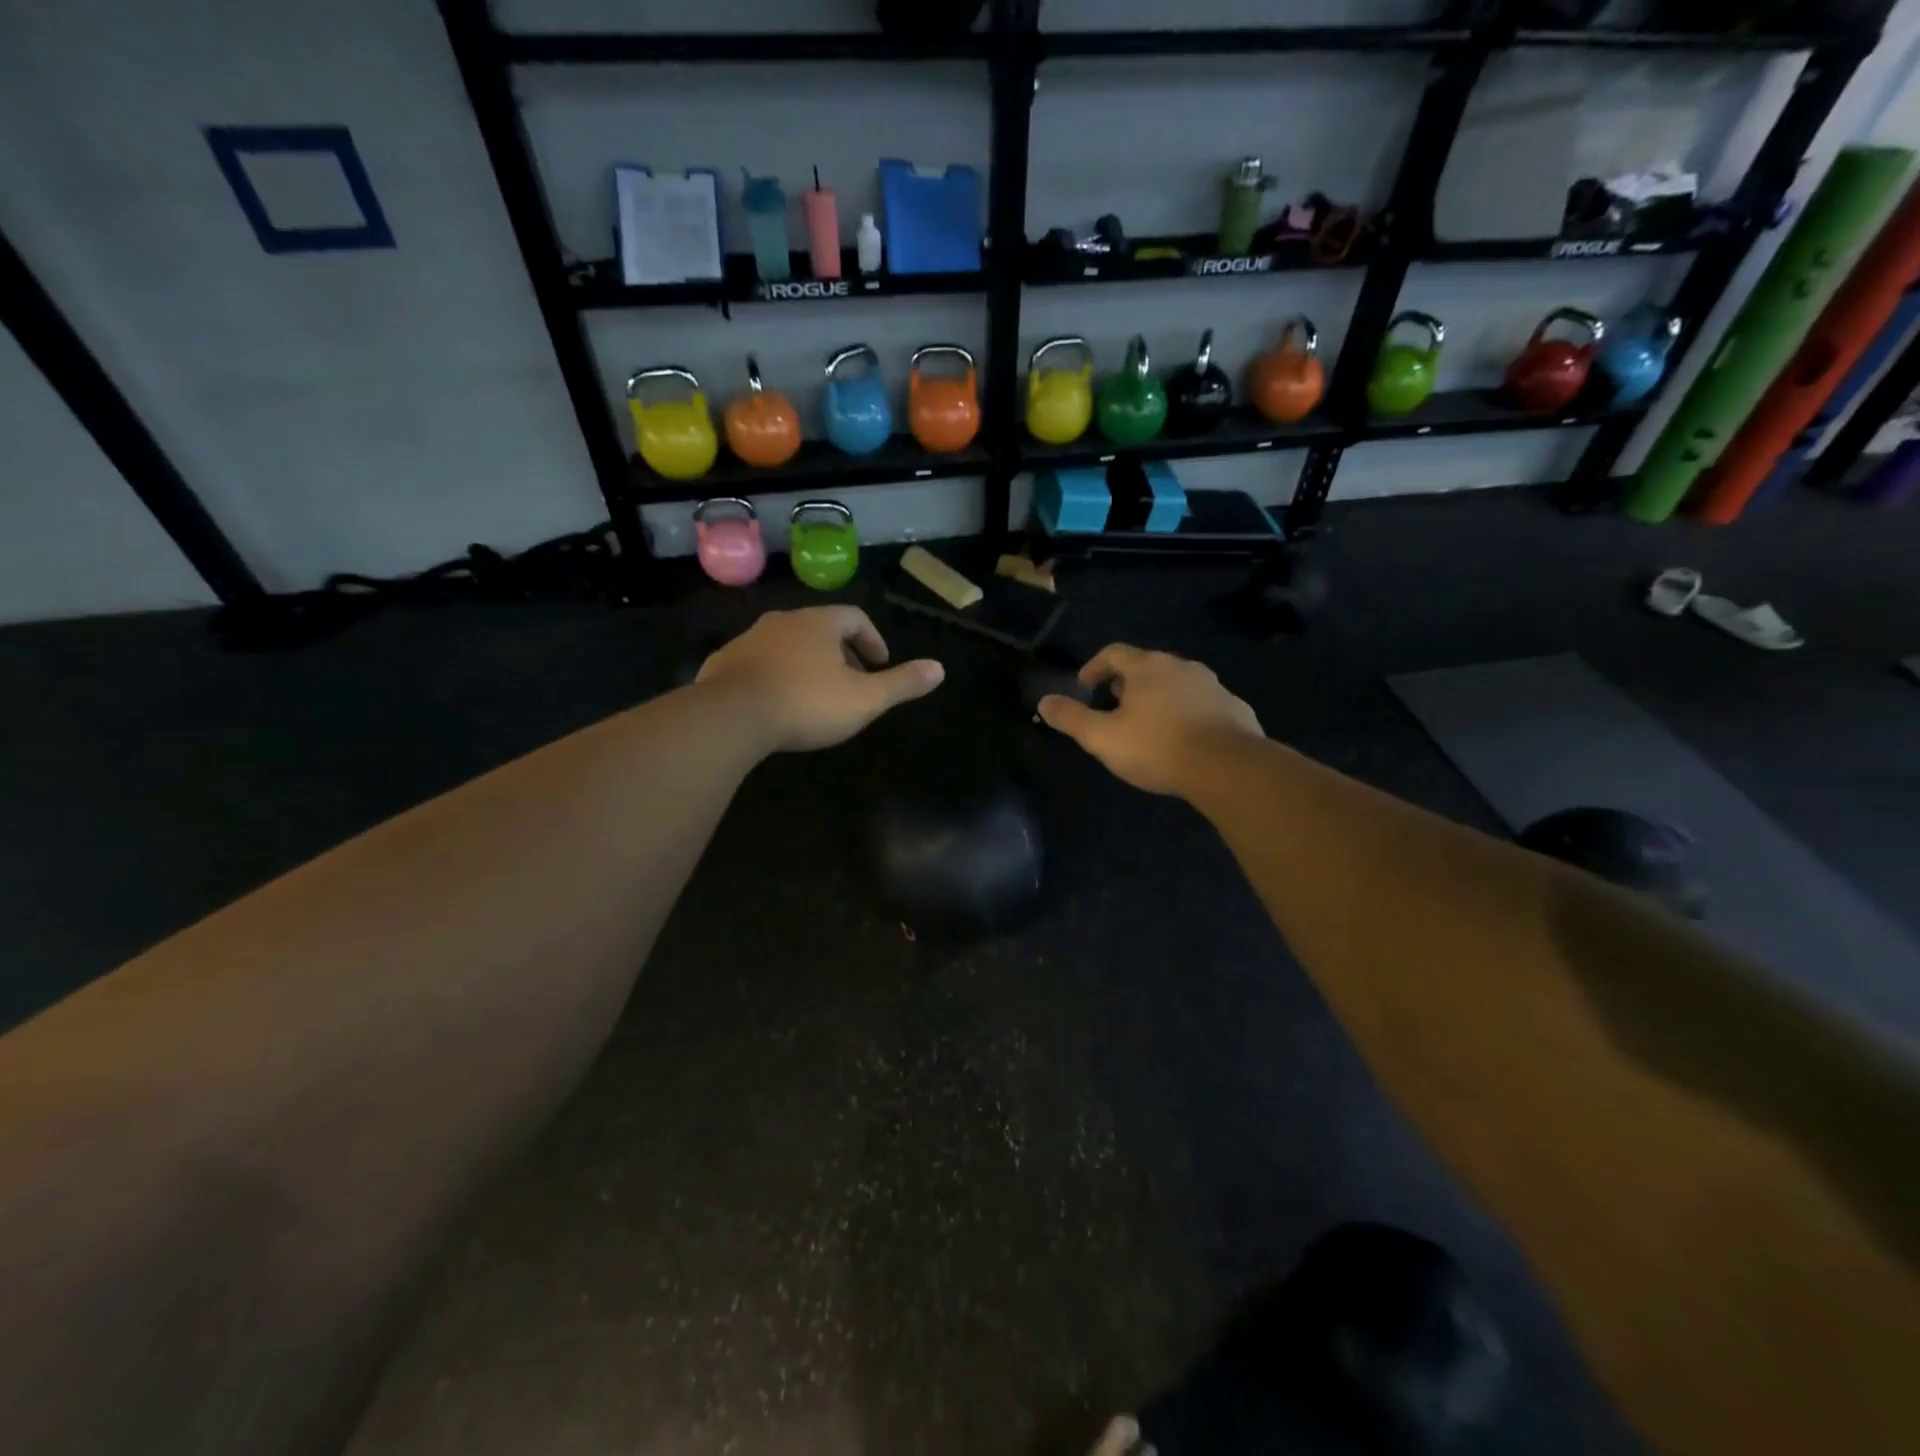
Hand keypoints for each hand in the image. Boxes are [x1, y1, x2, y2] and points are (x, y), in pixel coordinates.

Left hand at [696, 606, 943, 752]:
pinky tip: (776, 703)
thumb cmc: (807, 703)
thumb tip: (939, 668)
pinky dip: (774, 675)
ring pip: (786, 644)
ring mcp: (749, 640)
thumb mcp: (865, 699)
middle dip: (839, 653)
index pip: (855, 618)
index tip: (879, 665)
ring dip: (805, 663)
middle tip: (851, 682)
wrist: (731, 716)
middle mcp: (783, 621)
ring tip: (814, 694)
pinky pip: (757, 663)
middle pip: (819, 629)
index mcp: (819, 623)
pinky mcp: (723, 662)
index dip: (872, 640)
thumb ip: (902, 683)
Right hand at [1038, 644, 1260, 795]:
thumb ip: (1072, 718)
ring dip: (1159, 697)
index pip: (1114, 653)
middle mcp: (1181, 667)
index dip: (1095, 666)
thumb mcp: (1103, 738)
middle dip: (1127, 683)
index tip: (1084, 685)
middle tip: (1114, 705)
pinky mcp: (1235, 707)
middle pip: (1147, 666)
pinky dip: (1187, 713)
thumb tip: (1044, 702)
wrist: (1228, 767)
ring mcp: (1212, 685)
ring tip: (1149, 723)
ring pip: (1177, 684)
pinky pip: (1202, 703)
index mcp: (1147, 668)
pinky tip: (1184, 738)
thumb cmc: (1157, 747)